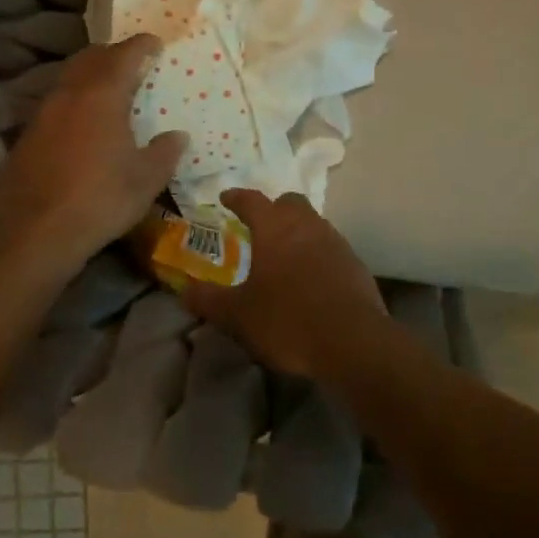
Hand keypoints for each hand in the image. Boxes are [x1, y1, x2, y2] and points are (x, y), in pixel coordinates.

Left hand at [0, 35, 186, 263]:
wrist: (36, 234)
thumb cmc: (101, 199)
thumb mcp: (146, 179)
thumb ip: (165, 152)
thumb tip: (177, 136)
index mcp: (102, 95)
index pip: (124, 55)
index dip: (142, 45)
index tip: (156, 43)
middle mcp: (70, 94)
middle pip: (91, 58)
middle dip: (113, 54)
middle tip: (134, 62)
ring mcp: (44, 113)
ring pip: (70, 78)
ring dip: (91, 75)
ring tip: (111, 90)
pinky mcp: (29, 135)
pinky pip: (57, 102)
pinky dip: (76, 99)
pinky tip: (86, 122)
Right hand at [182, 189, 387, 377]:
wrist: (352, 340)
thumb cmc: (287, 320)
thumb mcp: (238, 315)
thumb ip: (209, 300)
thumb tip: (184, 291)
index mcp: (274, 227)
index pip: (252, 200)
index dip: (236, 197)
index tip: (226, 197)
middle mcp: (306, 225)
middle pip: (289, 202)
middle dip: (273, 208)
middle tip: (259, 225)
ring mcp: (335, 241)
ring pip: (313, 222)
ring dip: (297, 230)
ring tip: (283, 252)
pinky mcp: (354, 262)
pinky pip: (330, 246)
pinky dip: (316, 252)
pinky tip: (310, 276)